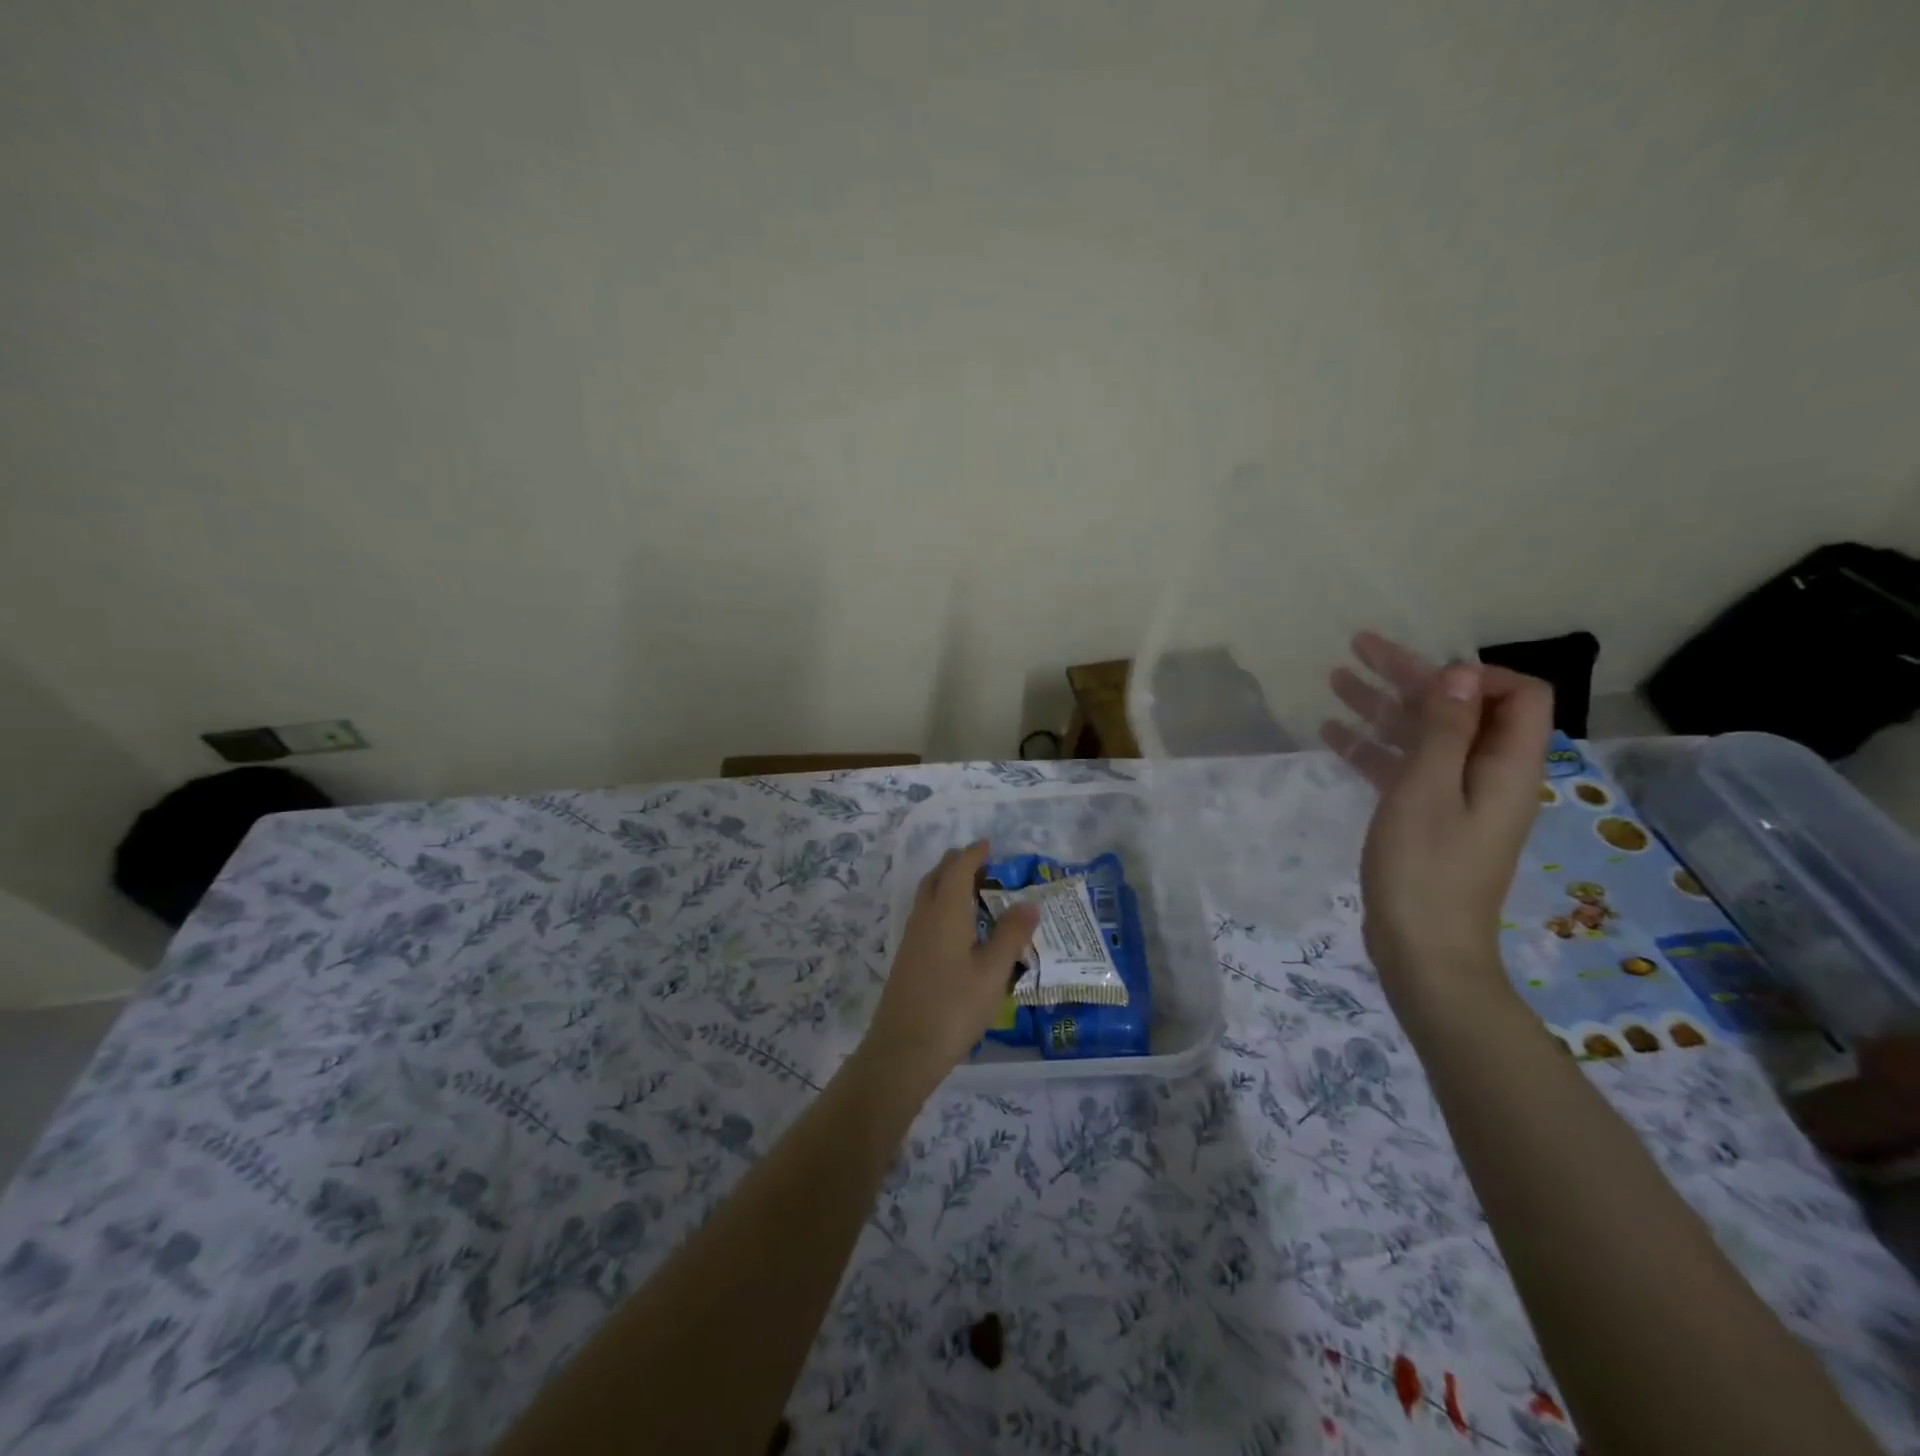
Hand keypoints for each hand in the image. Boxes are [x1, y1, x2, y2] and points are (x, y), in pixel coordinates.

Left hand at [861, 841, 1040, 1092]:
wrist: (904, 1049)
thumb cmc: (954, 1007)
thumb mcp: (993, 972)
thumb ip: (1011, 935)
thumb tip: (1029, 903)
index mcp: (945, 913)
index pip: (958, 870)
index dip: (973, 854)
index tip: (988, 844)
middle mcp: (924, 918)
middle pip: (937, 878)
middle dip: (956, 865)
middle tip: (981, 864)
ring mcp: (911, 939)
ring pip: (927, 897)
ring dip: (946, 884)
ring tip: (972, 891)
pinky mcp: (907, 959)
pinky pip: (925, 916)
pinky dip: (941, 906)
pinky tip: (957, 928)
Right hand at [1322, 632, 1552, 1010]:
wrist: (1422, 949)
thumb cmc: (1425, 868)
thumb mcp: (1427, 790)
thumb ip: (1444, 730)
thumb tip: (1460, 673)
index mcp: (1508, 766)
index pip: (1518, 695)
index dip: (1476, 674)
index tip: (1423, 674)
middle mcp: (1490, 774)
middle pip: (1460, 709)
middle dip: (1412, 677)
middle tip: (1358, 648)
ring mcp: (1457, 798)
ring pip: (1424, 736)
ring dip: (1383, 707)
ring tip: (1334, 679)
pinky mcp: (1427, 818)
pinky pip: (1403, 768)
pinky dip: (1372, 747)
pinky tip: (1331, 732)